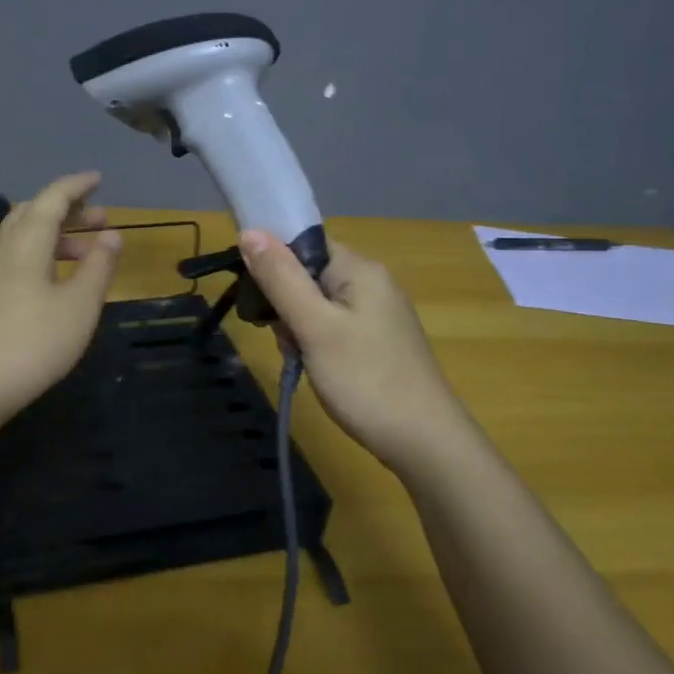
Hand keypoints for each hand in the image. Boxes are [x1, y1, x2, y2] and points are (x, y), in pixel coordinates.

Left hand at [0, 173, 121, 429]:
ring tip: (86, 254)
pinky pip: (14, 261)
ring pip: (22, 238)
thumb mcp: (79, 307)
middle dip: (68, 210)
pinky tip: (53, 284)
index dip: (76, 185)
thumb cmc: (32, 344)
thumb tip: (112, 235)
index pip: (52, 198)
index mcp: (26, 243)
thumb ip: (98, 267)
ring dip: (55, 236)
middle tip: (100, 219)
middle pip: (33, 214)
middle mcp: (2, 250)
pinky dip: (40, 257)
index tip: (98, 178)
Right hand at [238, 229, 462, 471]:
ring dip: (296, 326)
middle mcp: (371, 281)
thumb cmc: (366, 380)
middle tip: (283, 337)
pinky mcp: (376, 340)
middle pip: (307, 272)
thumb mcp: (315, 327)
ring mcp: (376, 312)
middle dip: (283, 301)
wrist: (425, 442)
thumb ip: (280, 278)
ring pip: (315, 302)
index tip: (254, 295)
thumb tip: (248, 231)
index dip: (272, 261)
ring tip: (299, 358)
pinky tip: (313, 367)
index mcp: (359, 268)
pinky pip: (331, 325)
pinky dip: (314, 341)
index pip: (303, 242)